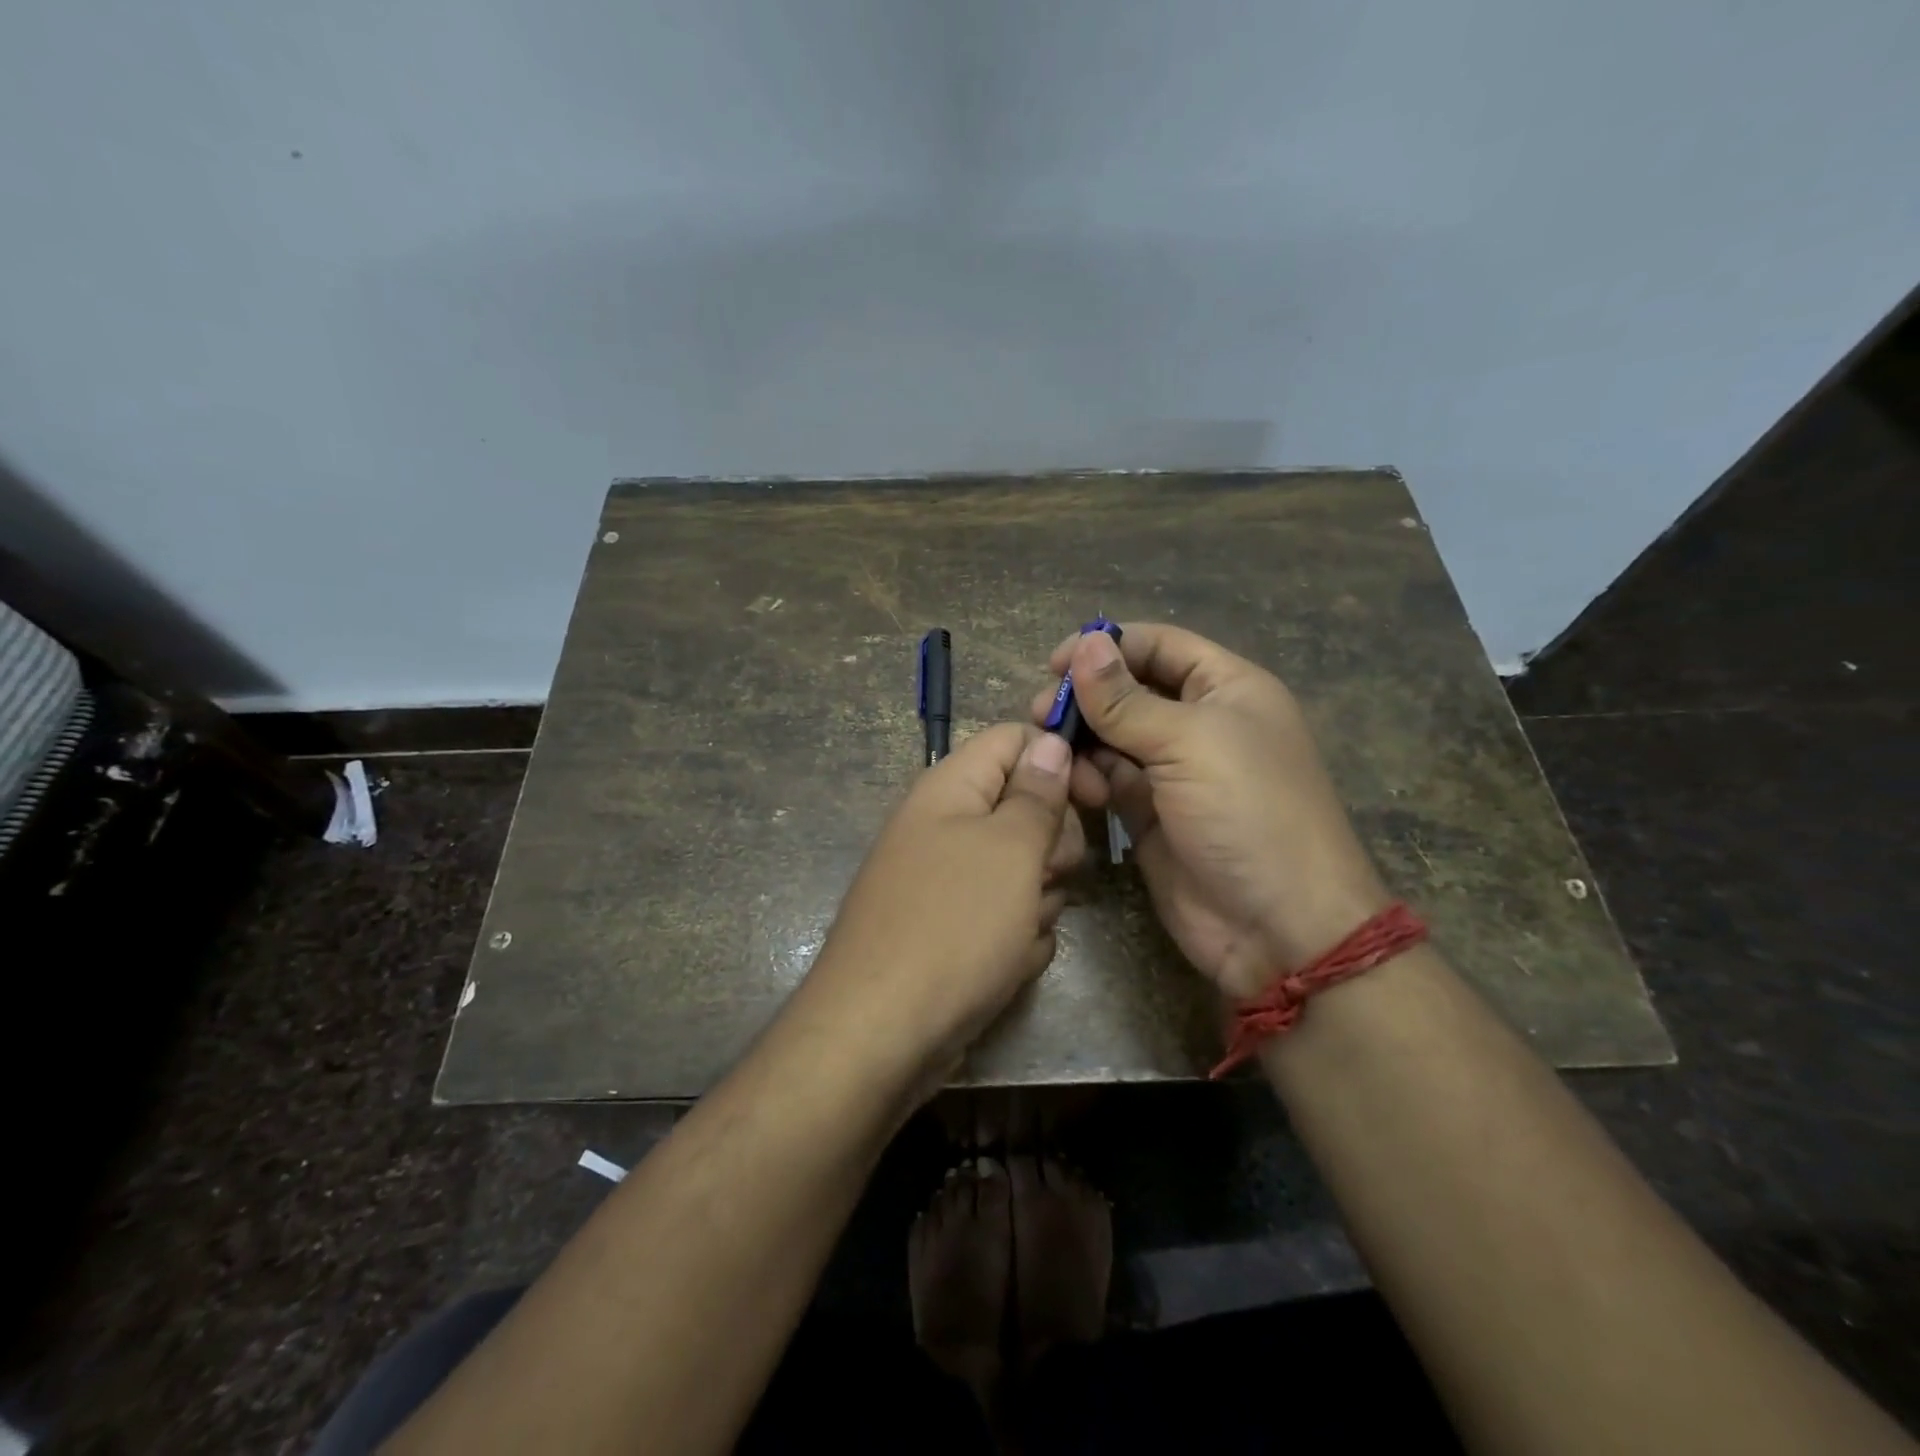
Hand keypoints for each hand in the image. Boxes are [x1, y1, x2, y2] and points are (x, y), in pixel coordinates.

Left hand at [797, 724, 1084, 1091]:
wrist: (881, 1033)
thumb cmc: (953, 925)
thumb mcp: (1009, 850)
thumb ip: (1036, 793)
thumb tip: (1050, 740)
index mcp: (950, 788)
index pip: (1013, 740)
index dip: (1058, 757)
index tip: (1097, 795)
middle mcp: (944, 826)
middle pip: (1024, 808)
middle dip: (1051, 845)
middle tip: (1047, 875)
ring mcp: (947, 881)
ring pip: (1023, 869)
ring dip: (1037, 900)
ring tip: (1017, 931)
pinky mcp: (953, 929)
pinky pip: (1005, 916)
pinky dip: (1015, 939)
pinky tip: (1004, 965)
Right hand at [1032, 624, 1388, 998]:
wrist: (1278, 926)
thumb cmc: (1246, 812)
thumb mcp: (1189, 742)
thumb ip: (1127, 699)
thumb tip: (1085, 643)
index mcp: (1227, 690)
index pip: (1161, 646)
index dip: (1109, 646)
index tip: (1055, 663)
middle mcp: (1199, 724)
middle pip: (1130, 691)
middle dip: (1086, 697)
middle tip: (1040, 713)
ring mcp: (1173, 772)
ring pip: (1113, 737)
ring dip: (1081, 740)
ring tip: (1051, 752)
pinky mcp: (1149, 815)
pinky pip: (1109, 780)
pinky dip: (1088, 778)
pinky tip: (1077, 788)